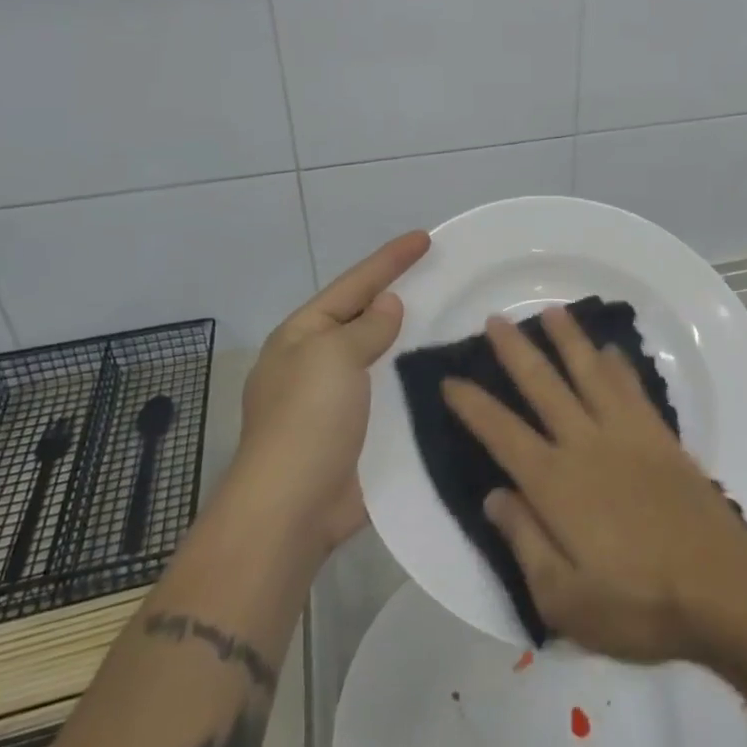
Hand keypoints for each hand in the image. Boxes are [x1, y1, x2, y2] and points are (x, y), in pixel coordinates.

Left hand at [227, 230, 430, 554]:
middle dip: (401, 296)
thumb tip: (388, 306)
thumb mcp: (333, 356)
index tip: (424, 238)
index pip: (354, 285)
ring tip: (453, 320)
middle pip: (366, 317)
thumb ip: (366, 327)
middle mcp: (317, 362)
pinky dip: (415, 380)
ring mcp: (337, 400)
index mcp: (303, 335)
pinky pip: (392, 393)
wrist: (293, 508)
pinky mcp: (359, 432)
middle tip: (443, 276)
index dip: (390, 260)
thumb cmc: (307, 419)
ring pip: (383, 356)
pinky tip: (445, 373)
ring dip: (412, 340)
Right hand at [443, 306, 746, 663]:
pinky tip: (610, 350)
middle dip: (515, 351)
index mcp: (555, 482)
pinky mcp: (659, 436)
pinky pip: (632, 388)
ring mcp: (626, 433)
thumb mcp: (564, 599)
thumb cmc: (638, 603)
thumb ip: (524, 541)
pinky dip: (618, 365)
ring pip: (589, 372)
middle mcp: (585, 444)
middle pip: (543, 386)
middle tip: (494, 319)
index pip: (502, 433)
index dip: (473, 405)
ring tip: (551, 311)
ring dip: (568, 339)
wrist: (721, 586)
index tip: (450, 378)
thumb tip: (493, 495)